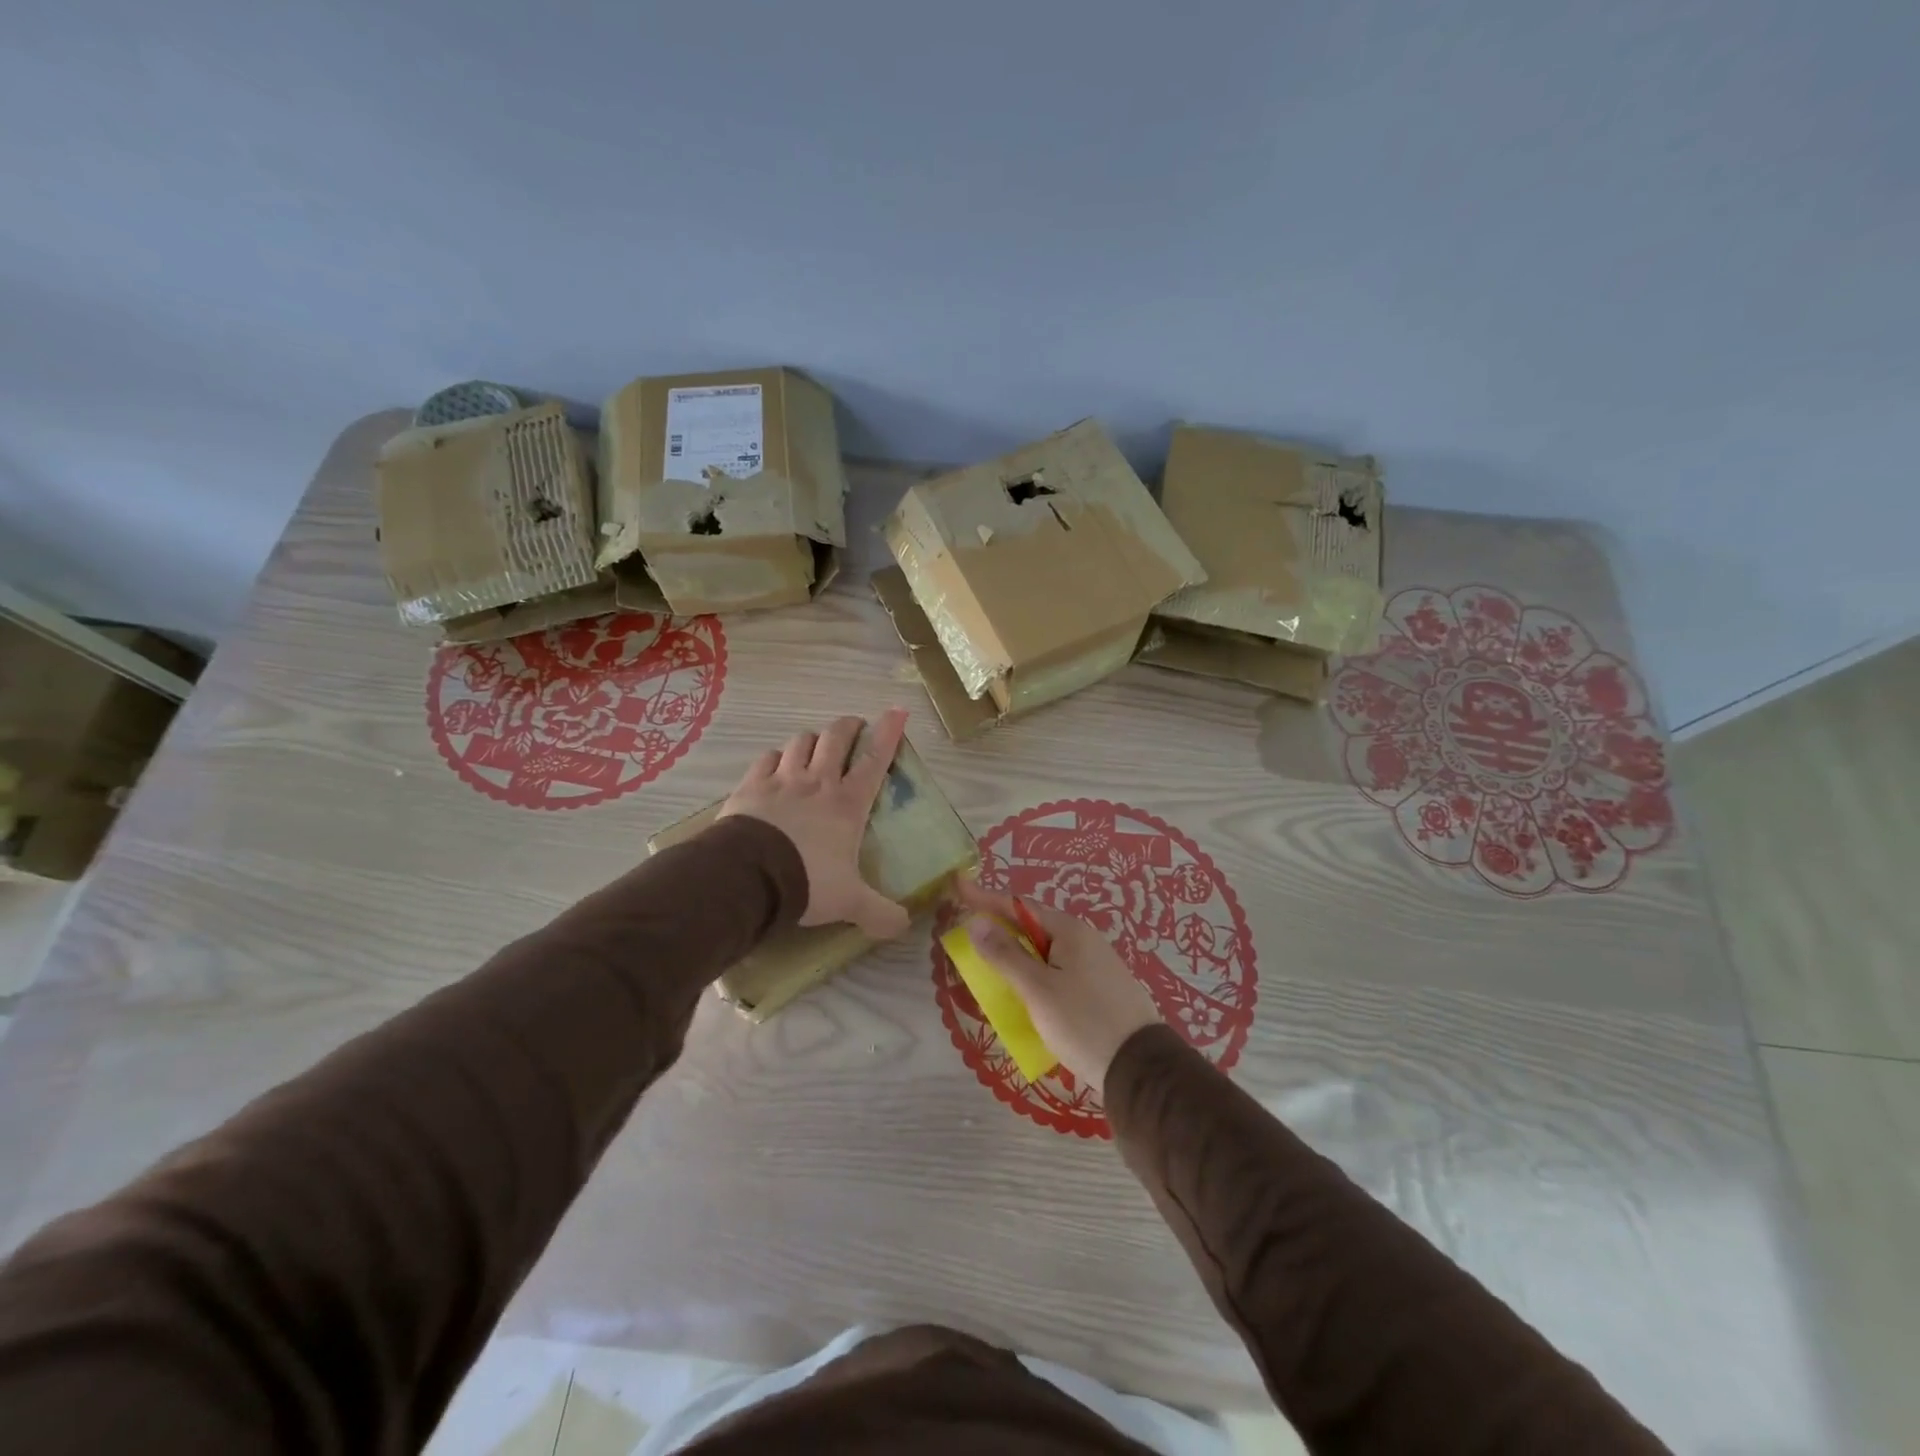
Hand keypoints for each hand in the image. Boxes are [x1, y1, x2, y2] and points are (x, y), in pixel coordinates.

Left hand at [719, 709, 912, 940]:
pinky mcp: (752, 786)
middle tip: (853, 727)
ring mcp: (782, 780)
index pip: (875, 760)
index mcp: (848, 804)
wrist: (749, 877)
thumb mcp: (850, 903)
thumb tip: (904, 926)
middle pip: (836, 738)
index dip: (889, 734)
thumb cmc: (808, 882)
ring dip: (812, 740)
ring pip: (801, 742)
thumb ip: (879, 914)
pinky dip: (776, 758)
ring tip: (814, 747)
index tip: (897, 711)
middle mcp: (818, 782)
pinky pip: (767, 758)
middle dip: (848, 727)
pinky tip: (776, 765)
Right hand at [950, 878, 1161, 1098]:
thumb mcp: (1038, 989)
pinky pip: (1058, 970)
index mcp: (1070, 931)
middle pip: (1033, 926)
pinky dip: (1035, 972)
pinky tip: (1025, 989)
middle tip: (970, 932)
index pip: (1019, 906)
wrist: (1140, 1068)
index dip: (986, 898)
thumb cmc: (1083, 1023)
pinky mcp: (1101, 988)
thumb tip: (977, 922)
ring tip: (990, 962)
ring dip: (1017, 953)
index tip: (958, 885)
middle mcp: (1085, 939)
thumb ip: (1005, 955)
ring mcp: (1096, 964)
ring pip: (1046, 950)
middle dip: (1000, 927)